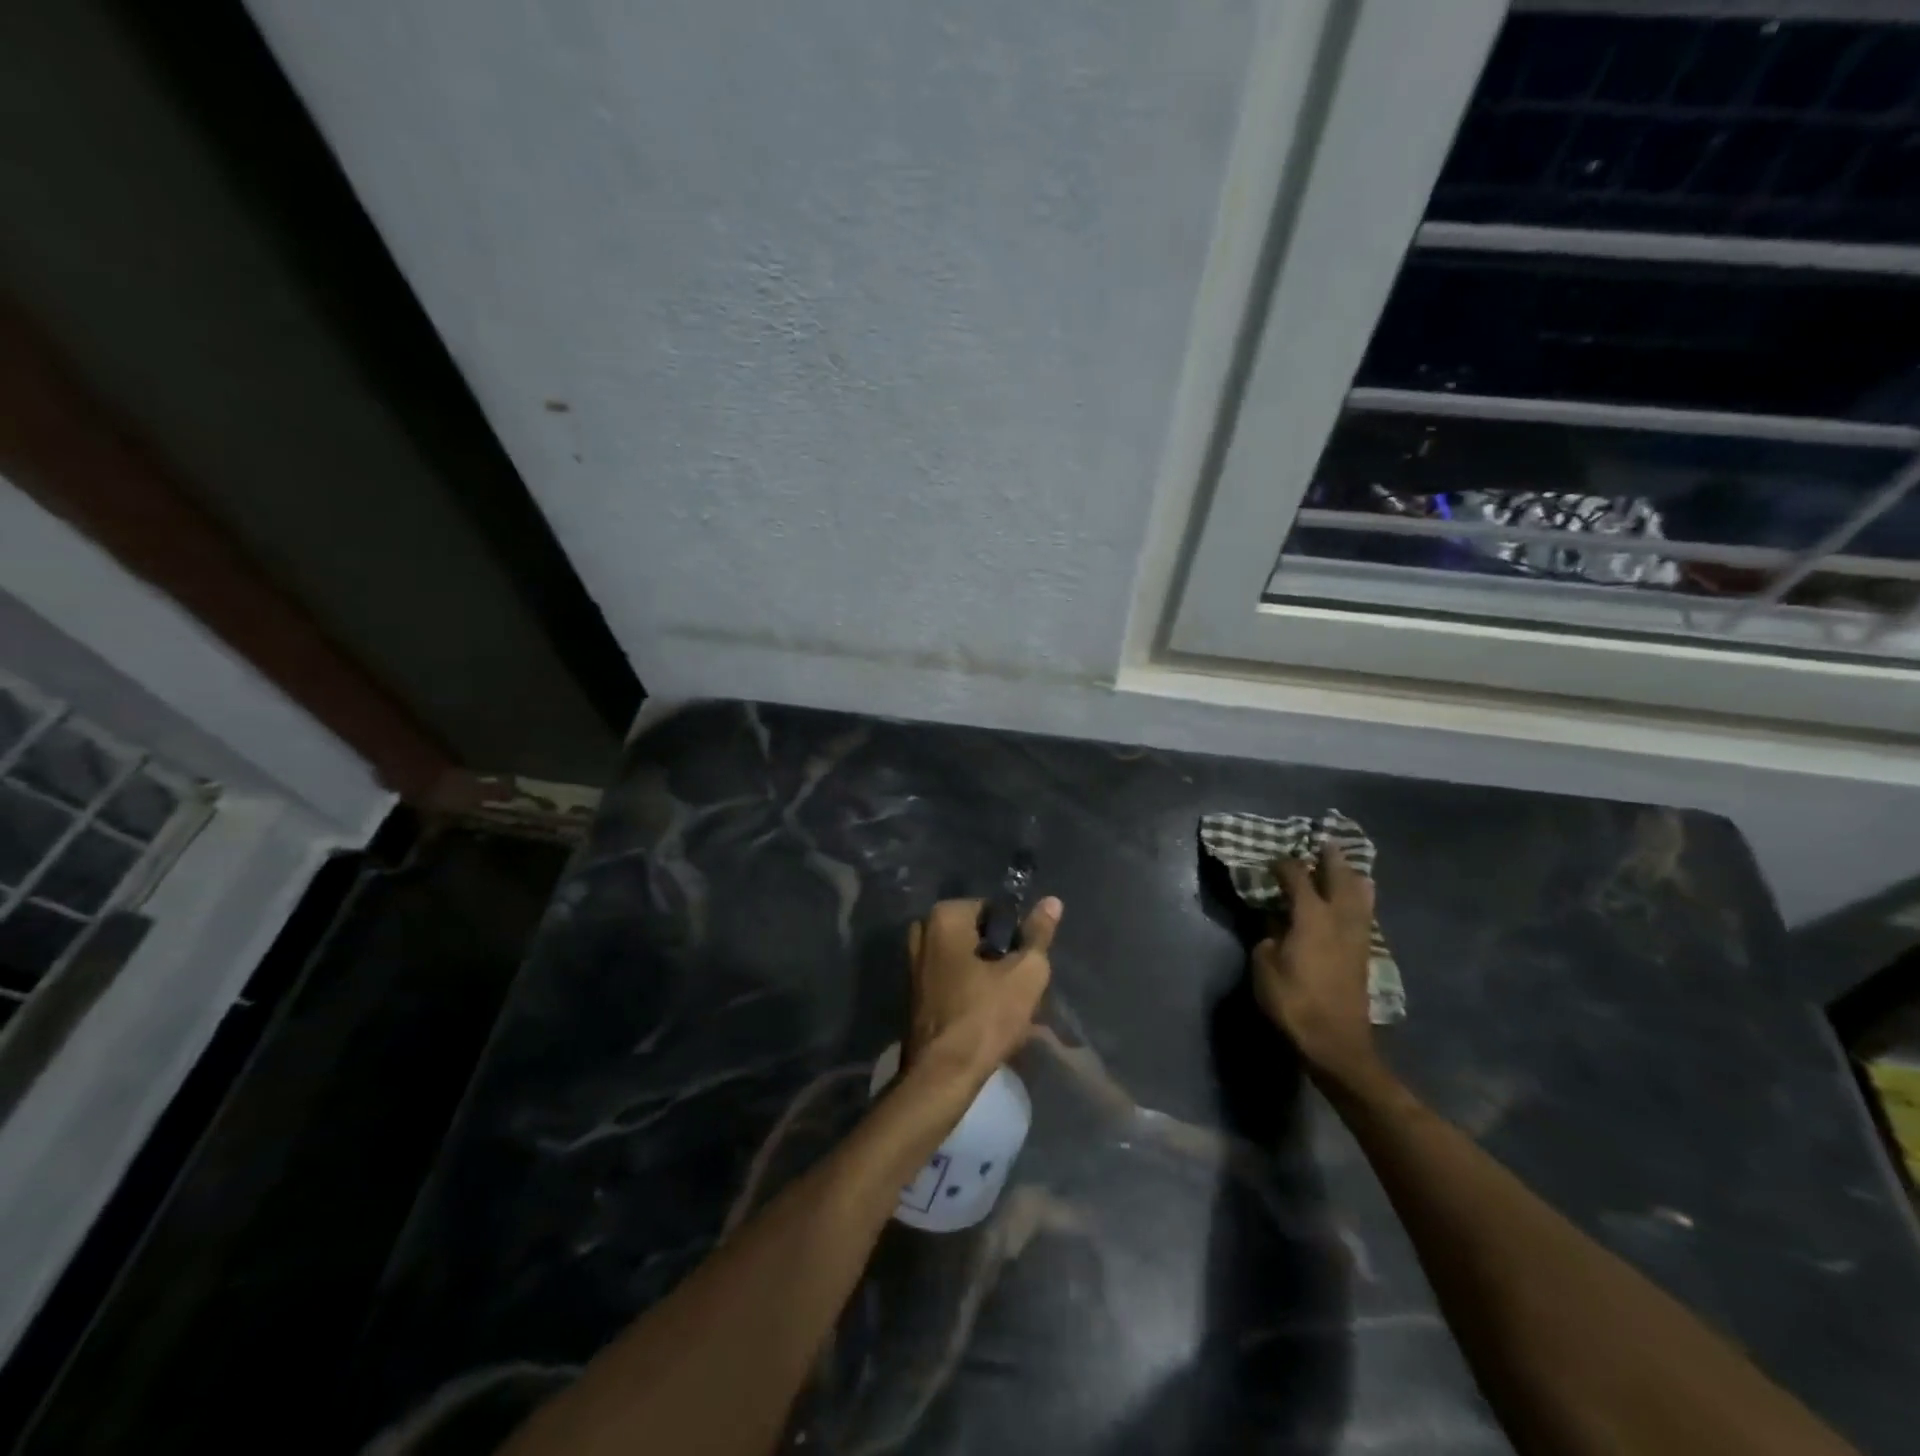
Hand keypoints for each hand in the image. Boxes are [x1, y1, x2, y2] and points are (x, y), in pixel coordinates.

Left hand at [904, 897, 1060, 1084]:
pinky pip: (952, 980)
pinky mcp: (914, 992)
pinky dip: (970, 992)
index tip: (1025, 964)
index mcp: (944, 917)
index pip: (995, 912)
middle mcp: (922, 932)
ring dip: (988, 977)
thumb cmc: (986, 1016)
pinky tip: (988, 1017)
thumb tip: (1052, 901)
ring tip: (1008, 1006)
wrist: (942, 1075)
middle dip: (1000, 957)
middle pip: (978, 936)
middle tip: (1019, 987)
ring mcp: (913, 963)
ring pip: (965, 960)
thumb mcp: (1026, 973)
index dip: (1016, 936)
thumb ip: (1039, 934)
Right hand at [1252, 846, 1380, 1087]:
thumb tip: (1276, 927)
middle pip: (1338, 878)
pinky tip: (1359, 897)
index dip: (1284, 865)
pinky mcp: (1364, 953)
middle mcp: (1338, 919)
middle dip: (1330, 858)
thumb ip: (1268, 938)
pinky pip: (1364, 913)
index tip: (1271, 859)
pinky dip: (1361, 898)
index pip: (1297, 878)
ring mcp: (1356, 936)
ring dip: (1352, 876)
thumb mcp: (1264, 966)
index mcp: (1311, 917)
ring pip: (1360, 895)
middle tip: (1323, 841)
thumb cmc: (1293, 1002)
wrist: (1336, 1043)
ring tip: (1347, 864)